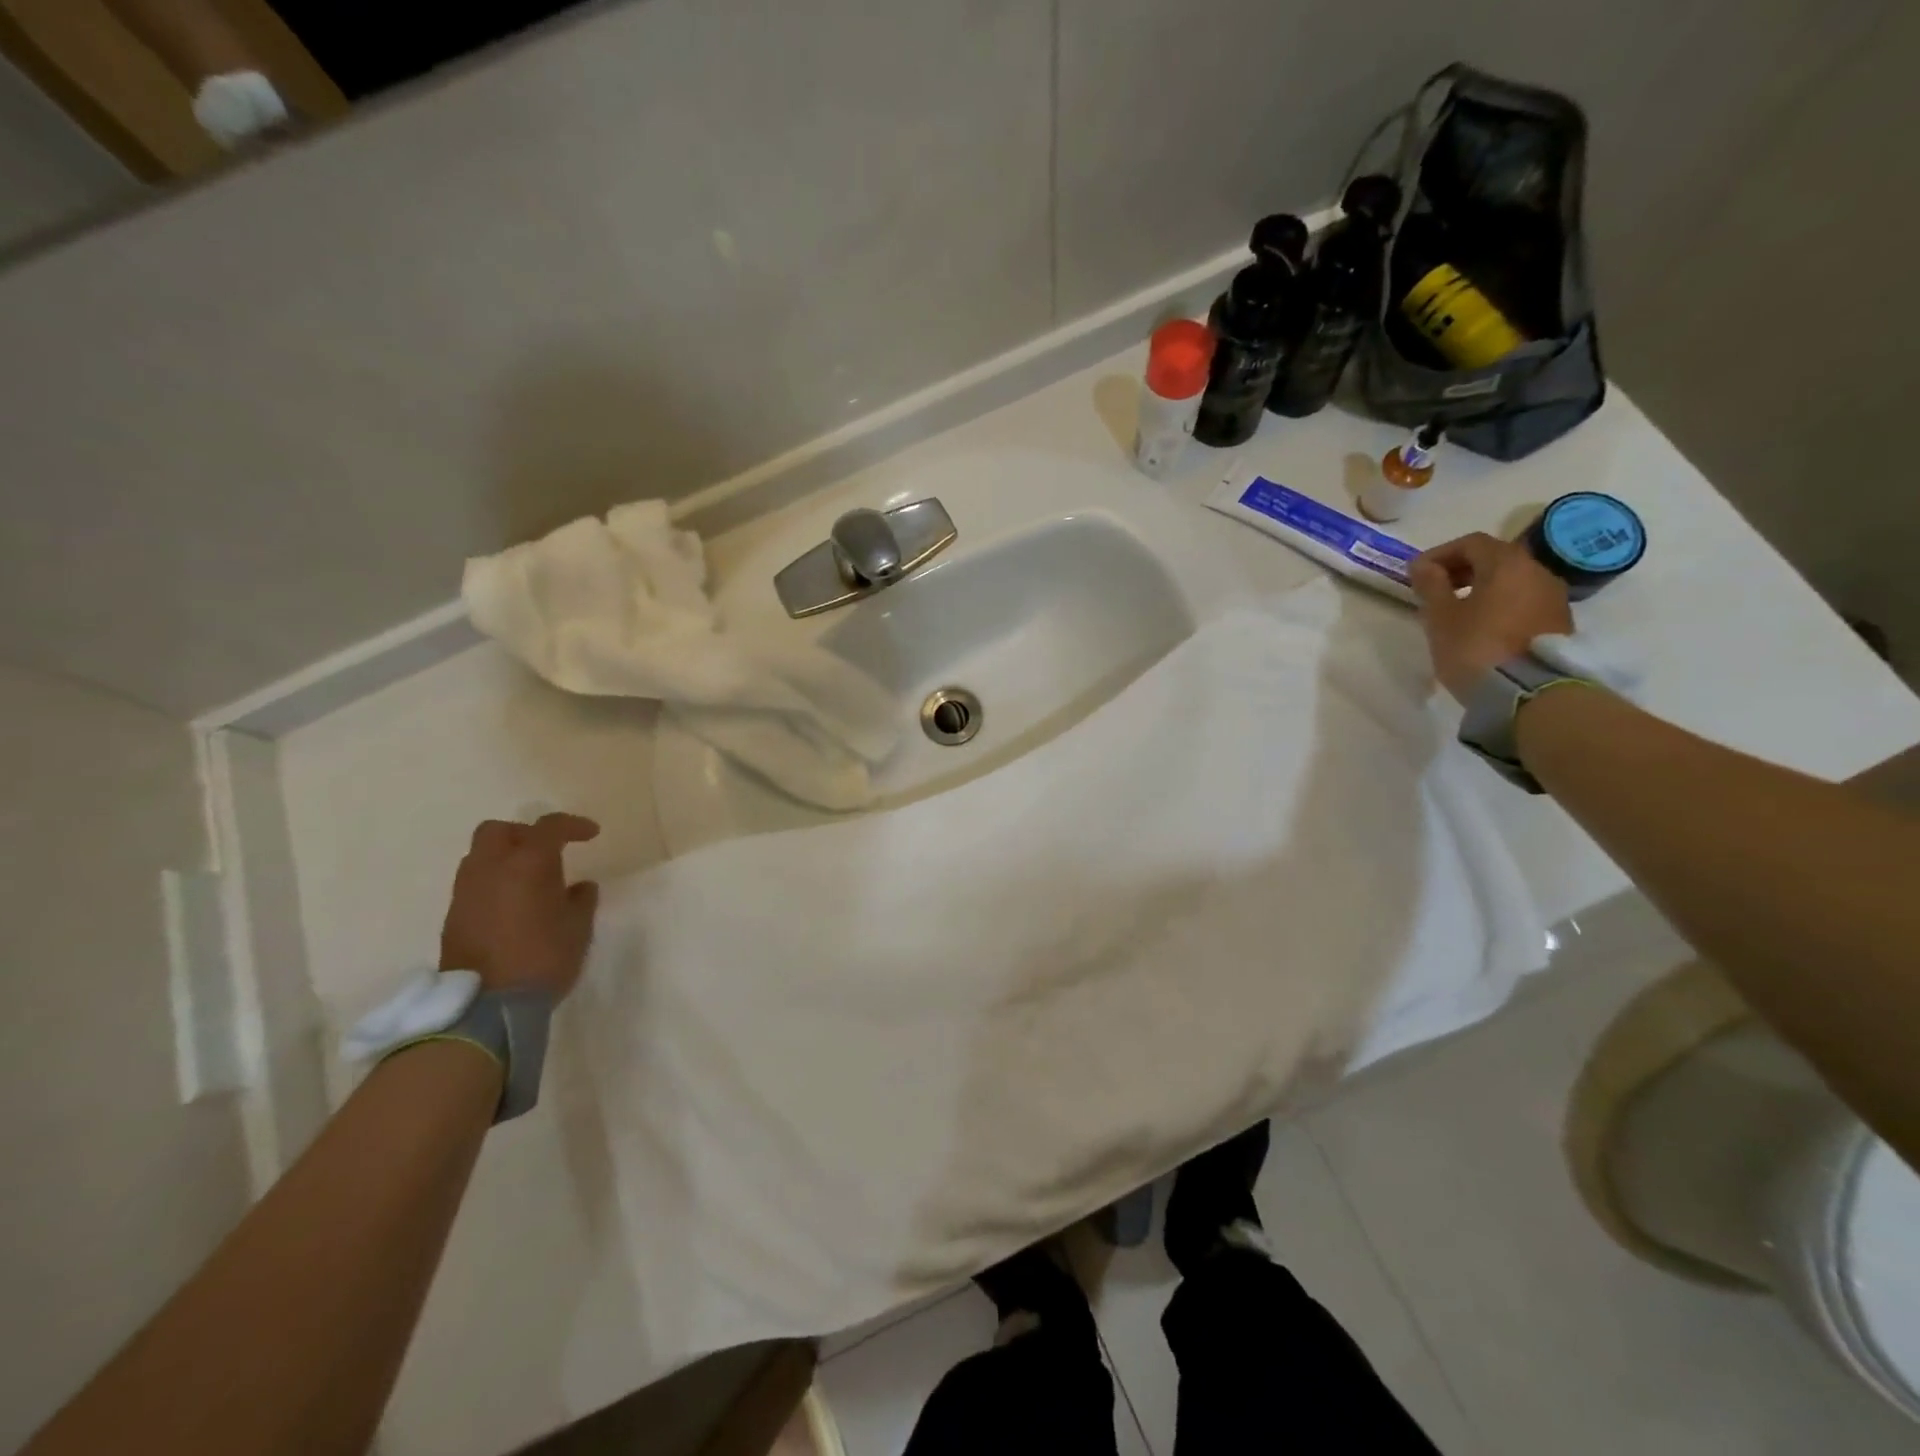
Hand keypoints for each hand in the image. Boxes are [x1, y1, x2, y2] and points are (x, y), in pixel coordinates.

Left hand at [439, 814, 601, 999]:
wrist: (487, 1006)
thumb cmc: (543, 958)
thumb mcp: (578, 928)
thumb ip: (581, 900)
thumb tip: (579, 887)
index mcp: (526, 864)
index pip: (549, 827)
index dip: (573, 825)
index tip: (591, 834)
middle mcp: (490, 868)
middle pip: (498, 831)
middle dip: (524, 834)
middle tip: (548, 851)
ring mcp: (466, 892)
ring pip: (479, 856)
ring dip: (504, 858)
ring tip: (529, 879)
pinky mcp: (453, 916)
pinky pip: (474, 884)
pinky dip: (493, 882)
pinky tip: (512, 905)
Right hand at [1409, 532, 1572, 704]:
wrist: (1527, 692)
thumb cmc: (1475, 647)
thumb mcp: (1441, 617)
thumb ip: (1431, 585)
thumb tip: (1423, 565)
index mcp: (1507, 563)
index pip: (1471, 543)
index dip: (1440, 553)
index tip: (1417, 573)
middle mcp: (1537, 571)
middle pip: (1495, 558)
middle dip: (1462, 569)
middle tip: (1435, 590)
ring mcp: (1553, 597)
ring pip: (1512, 580)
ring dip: (1482, 587)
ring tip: (1457, 611)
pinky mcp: (1559, 622)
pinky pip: (1523, 601)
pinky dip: (1500, 604)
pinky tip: (1482, 626)